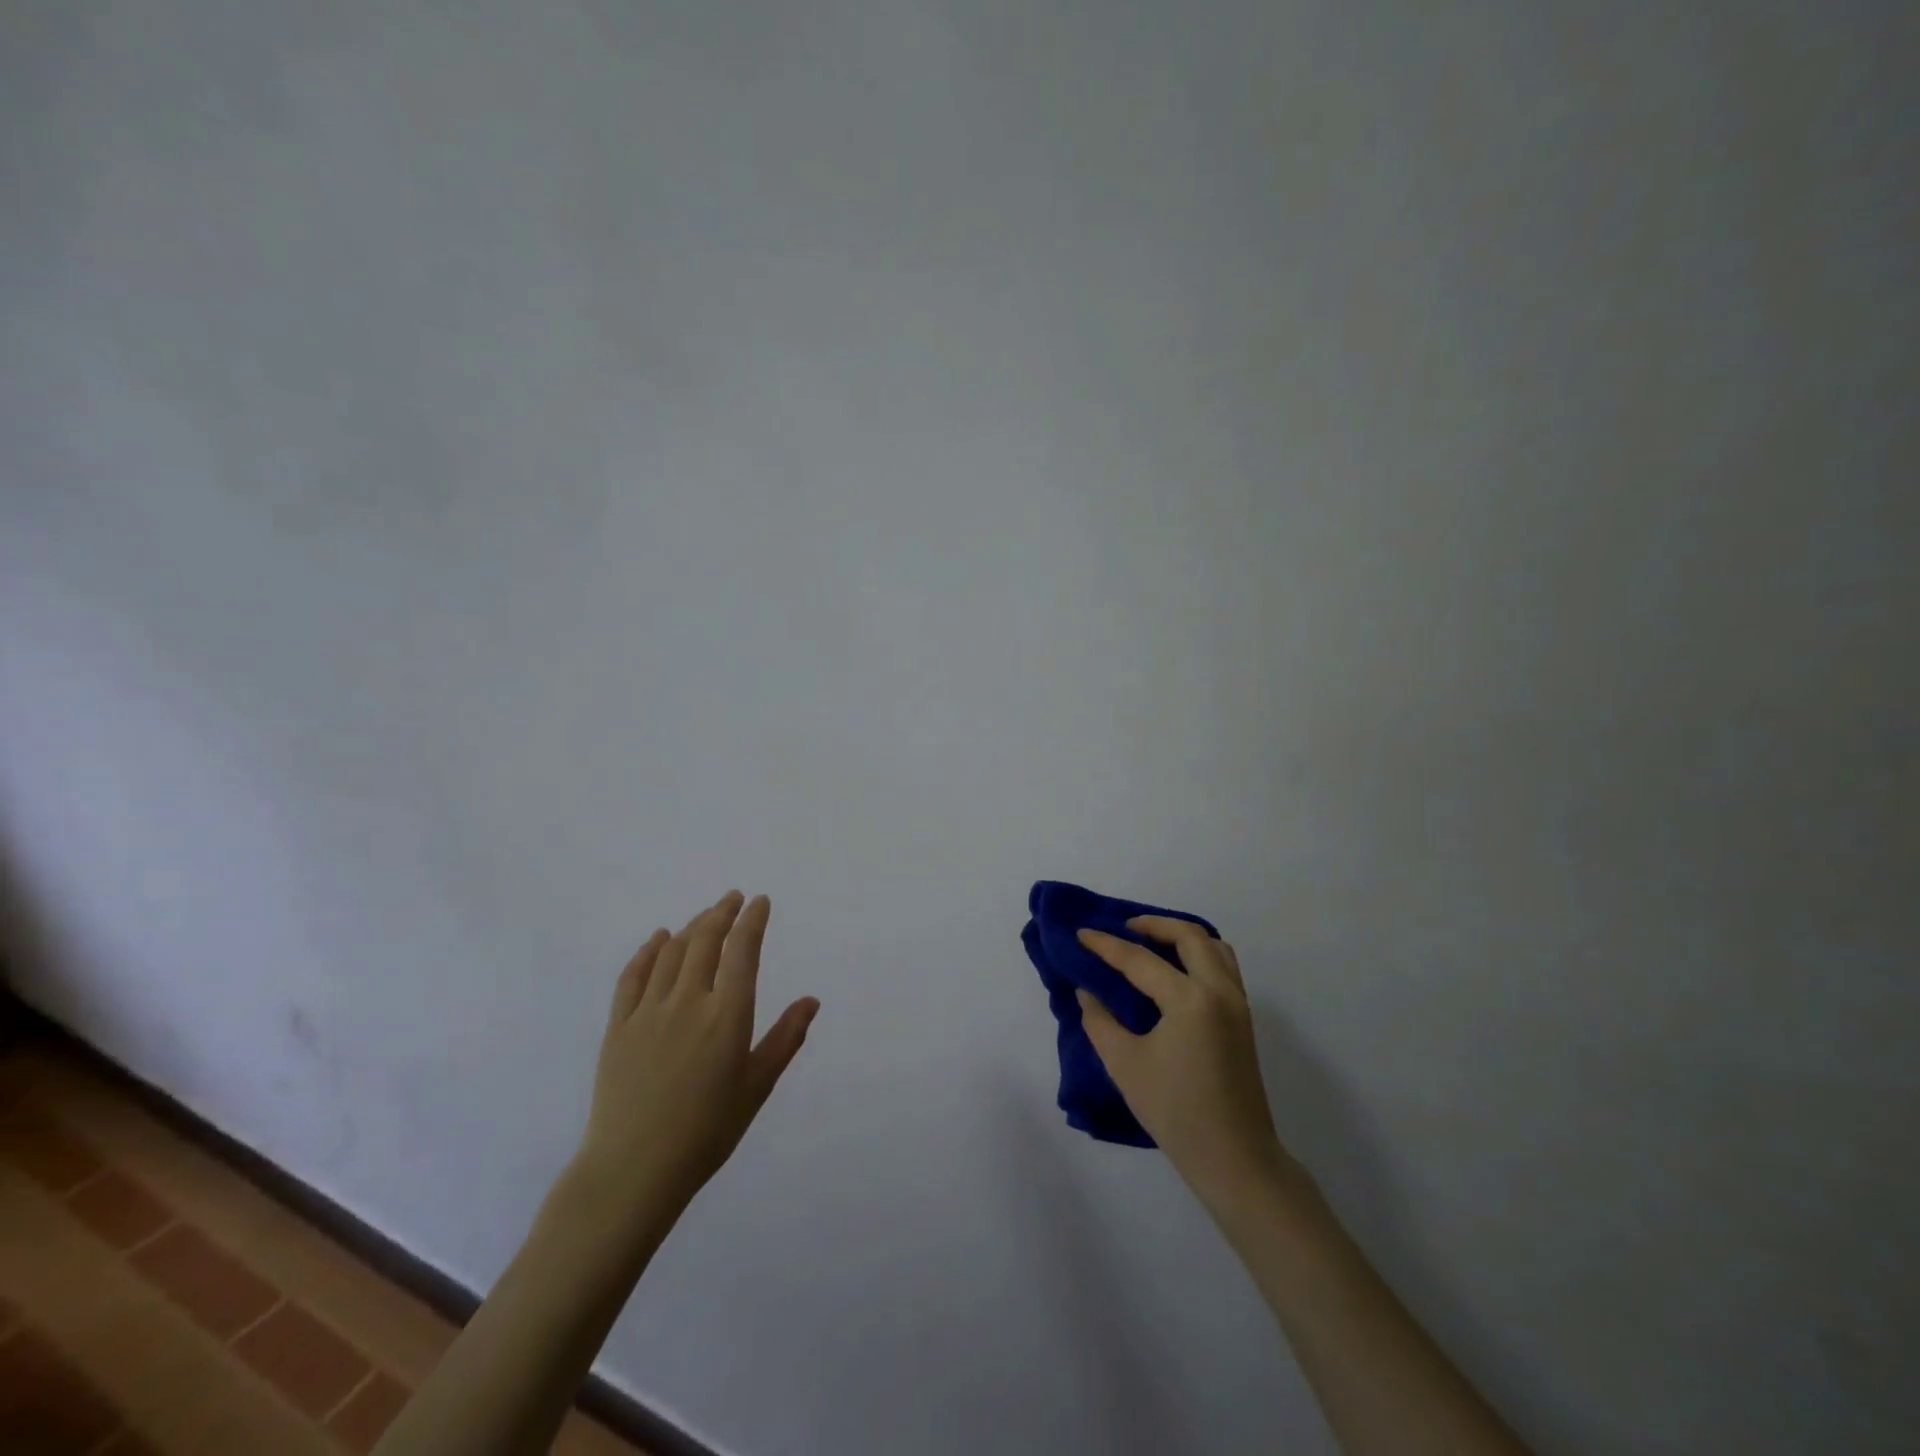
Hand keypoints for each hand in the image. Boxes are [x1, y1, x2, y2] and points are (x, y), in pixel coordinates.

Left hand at [574, 891, 818, 1227]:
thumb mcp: (756, 1087)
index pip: (742, 952)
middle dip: (722, 913)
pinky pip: (633, 976)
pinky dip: (648, 950)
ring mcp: (649, 1011)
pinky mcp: (619, 1026)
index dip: (752, 921)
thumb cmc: (706, 1132)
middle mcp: (689, 1002)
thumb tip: (811, 1000)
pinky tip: (658, 938)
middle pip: (705, 941)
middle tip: (733, 898)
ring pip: (672, 952)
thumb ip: (785, 1039)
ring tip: (706, 915)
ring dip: (692, 926)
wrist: (633, 1170)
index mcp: (727, 1016)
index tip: (760, 902)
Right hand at [1076, 919, 1295, 1209]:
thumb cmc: (1175, 1113)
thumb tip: (1088, 992)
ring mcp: (1238, 1003)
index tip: (1081, 933)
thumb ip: (1100, 1021)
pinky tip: (1174, 972)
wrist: (1235, 1159)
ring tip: (1150, 944)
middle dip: (1153, 925)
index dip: (1106, 946)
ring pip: (1213, 946)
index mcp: (1190, 1000)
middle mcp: (1220, 991)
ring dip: (1181, 936)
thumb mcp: (1125, 1065)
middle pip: (1189, 935)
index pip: (1140, 960)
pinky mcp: (1243, 1019)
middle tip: (1123, 930)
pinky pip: (1223, 966)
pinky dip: (1198, 954)